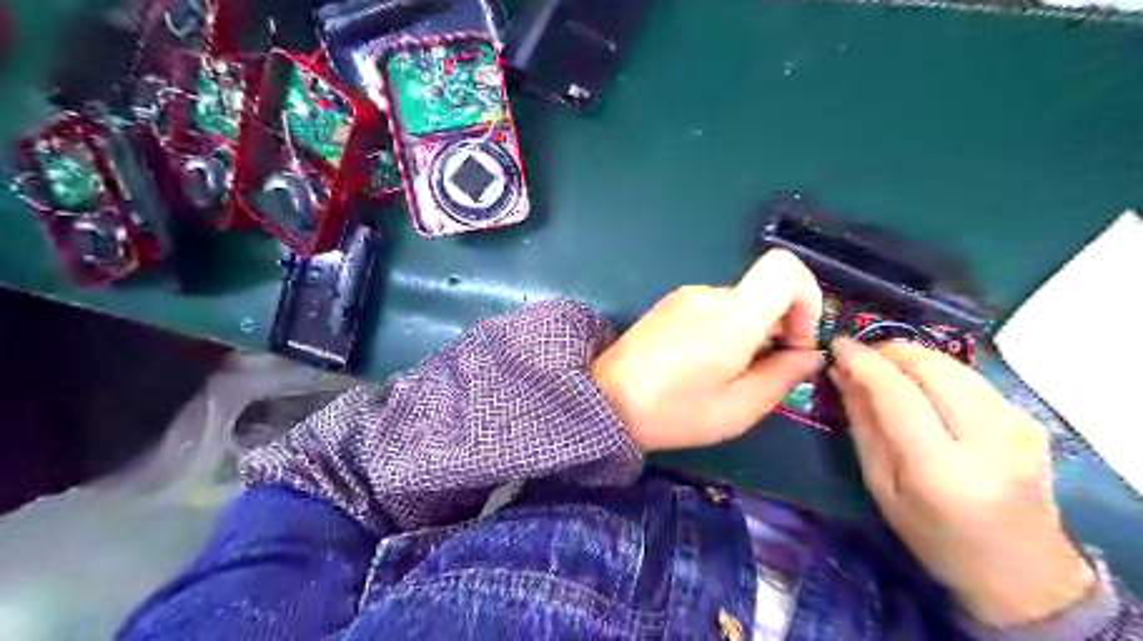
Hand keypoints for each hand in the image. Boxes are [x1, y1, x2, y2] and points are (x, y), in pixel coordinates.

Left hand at [594, 248, 825, 452]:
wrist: (604, 401)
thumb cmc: (673, 411)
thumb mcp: (738, 408)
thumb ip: (783, 376)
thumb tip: (810, 354)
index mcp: (732, 315)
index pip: (785, 267)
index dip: (807, 297)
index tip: (796, 340)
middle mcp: (709, 294)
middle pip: (765, 291)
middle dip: (780, 327)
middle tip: (765, 372)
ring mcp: (686, 296)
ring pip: (741, 303)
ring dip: (751, 332)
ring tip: (729, 374)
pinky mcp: (670, 305)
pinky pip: (715, 308)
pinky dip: (726, 330)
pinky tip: (705, 364)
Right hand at [828, 340, 1093, 624]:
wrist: (1023, 571)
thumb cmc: (935, 537)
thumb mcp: (881, 486)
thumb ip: (863, 424)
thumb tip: (842, 372)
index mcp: (941, 469)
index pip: (897, 392)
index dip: (863, 361)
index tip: (836, 345)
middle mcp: (987, 439)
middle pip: (930, 365)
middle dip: (887, 351)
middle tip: (858, 359)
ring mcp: (1017, 425)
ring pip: (951, 363)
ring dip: (909, 357)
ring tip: (883, 371)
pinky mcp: (1028, 417)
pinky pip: (968, 376)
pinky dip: (934, 371)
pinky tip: (919, 389)